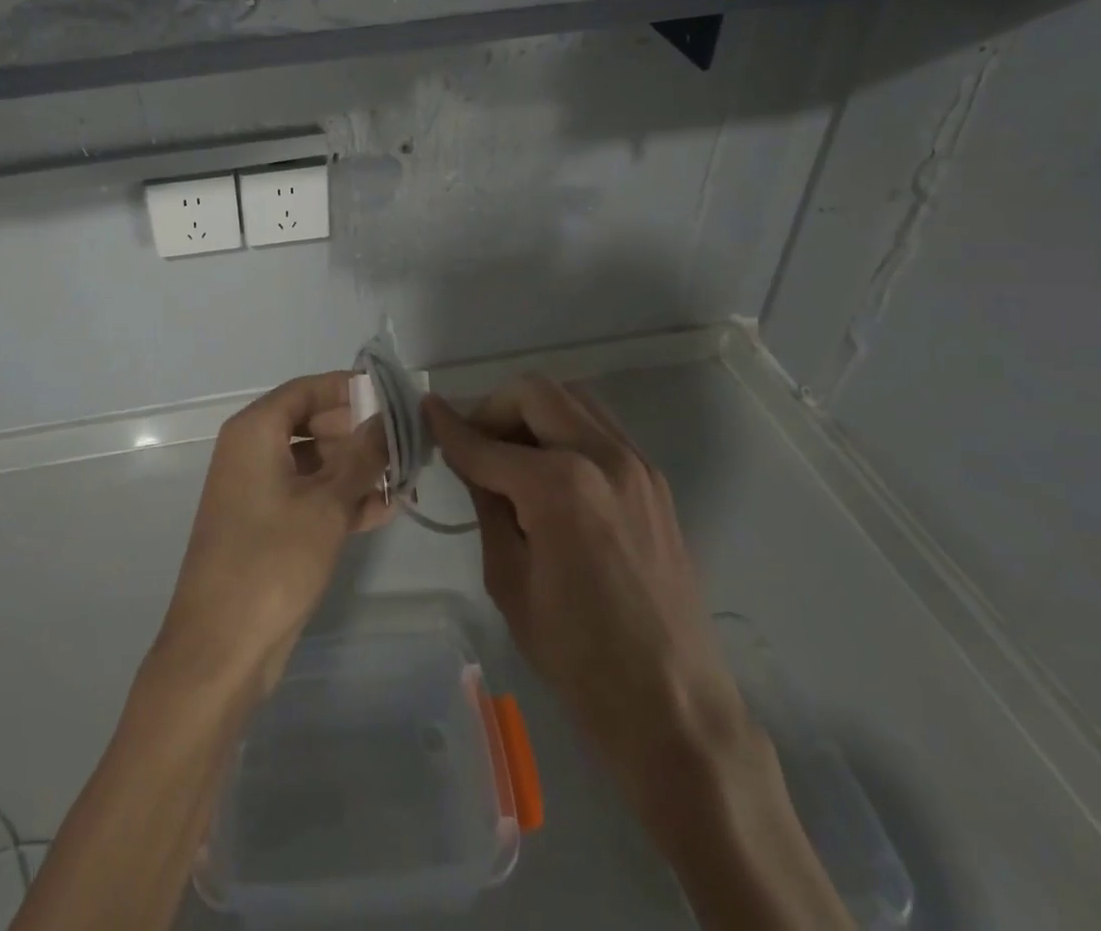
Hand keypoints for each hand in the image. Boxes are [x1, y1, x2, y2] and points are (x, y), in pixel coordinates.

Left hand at [154, 373, 389, 694]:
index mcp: (255, 431)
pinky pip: (309, 496)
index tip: (392, 396)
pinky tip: (385, 509)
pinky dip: (341, 499)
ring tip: (405, 476)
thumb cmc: (272, 561)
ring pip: (314, 463)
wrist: (221, 648)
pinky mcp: (267, 526)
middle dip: (359, 432)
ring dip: (356, 469)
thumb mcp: (327, 505)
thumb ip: (362, 457)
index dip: (349, 388)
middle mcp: (252, 451)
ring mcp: (258, 490)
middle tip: (406, 441)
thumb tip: (388, 419)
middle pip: (312, 423)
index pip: (307, 389)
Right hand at [423, 378, 744, 797]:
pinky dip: (566, 432)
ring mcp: (636, 465)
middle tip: (475, 446)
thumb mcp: (509, 580)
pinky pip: (600, 429)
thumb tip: (472, 462)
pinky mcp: (654, 481)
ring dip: (533, 414)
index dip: (449, 427)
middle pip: (535, 394)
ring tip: (512, 458)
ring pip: (572, 400)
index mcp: (559, 486)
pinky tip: (551, 477)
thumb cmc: (577, 656)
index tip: (426, 410)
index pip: (487, 443)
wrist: (674, 706)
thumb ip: (488, 505)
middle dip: (494, 410)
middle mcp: (602, 457)